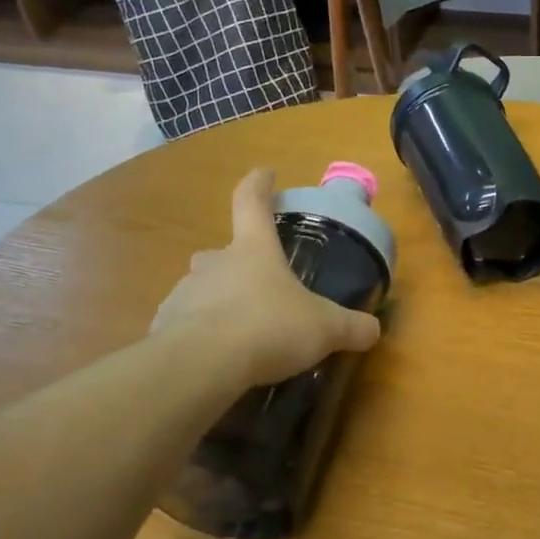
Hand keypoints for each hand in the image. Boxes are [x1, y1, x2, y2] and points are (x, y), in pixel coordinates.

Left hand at [152, 169, 381, 387]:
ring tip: (240, 331)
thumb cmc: (269, 327)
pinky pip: (186, 325)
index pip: (252, 202)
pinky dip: (201, 336)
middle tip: (256, 282)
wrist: (201, 365)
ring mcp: (185, 294)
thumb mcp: (325, 329)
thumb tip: (374, 330)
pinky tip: (217, 359)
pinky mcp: (166, 327)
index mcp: (254, 250)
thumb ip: (351, 328)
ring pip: (202, 289)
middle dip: (237, 262)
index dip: (259, 185)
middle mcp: (215, 263)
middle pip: (222, 251)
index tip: (264, 173)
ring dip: (219, 302)